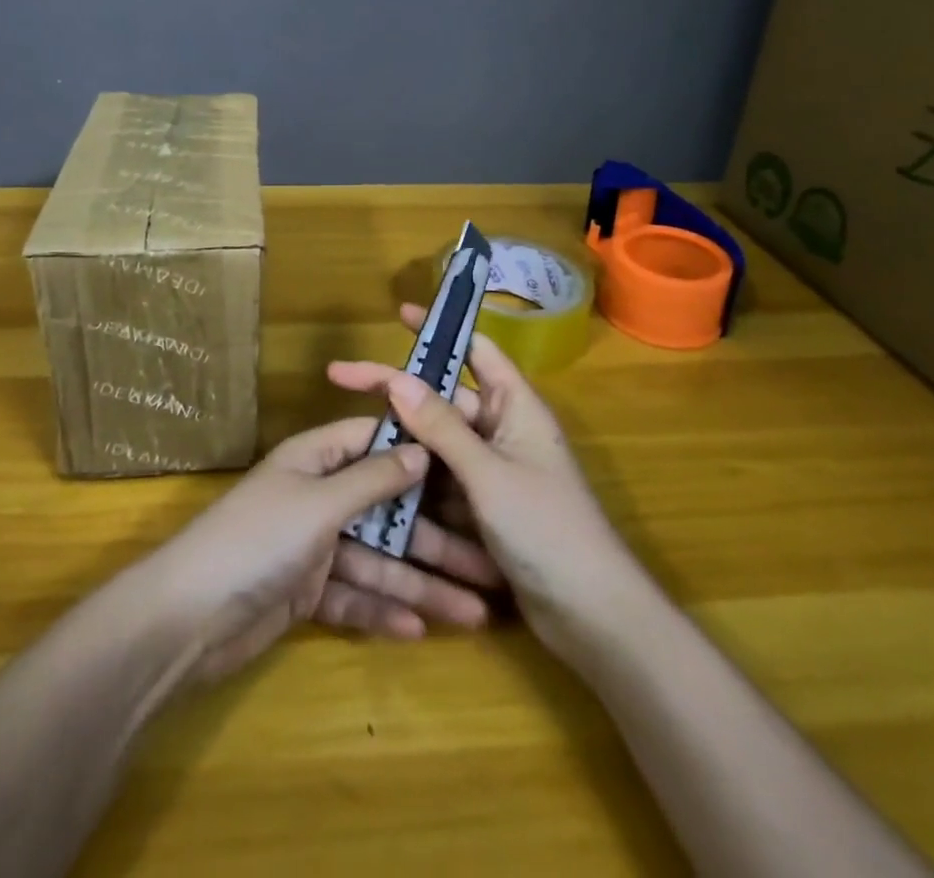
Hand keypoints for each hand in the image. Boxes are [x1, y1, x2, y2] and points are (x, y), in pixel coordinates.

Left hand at [136, 416, 500, 684]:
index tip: (469, 465)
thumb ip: (372, 479)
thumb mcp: (319, 503)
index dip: (417, 451)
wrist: (188, 619)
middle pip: (385, 511)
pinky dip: (382, 611)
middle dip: (433, 539)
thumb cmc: (258, 540)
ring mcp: (311, 546)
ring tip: (474, 613)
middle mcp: (316, 496)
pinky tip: (421, 630)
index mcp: (315, 460)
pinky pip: (354, 597)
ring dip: (420, 585)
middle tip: (488, 566)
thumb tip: (420, 447)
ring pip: (376, 561)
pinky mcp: (305, 592)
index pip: (373, 442)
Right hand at [326, 304, 635, 649]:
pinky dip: (413, 481)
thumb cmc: (548, 530)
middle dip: (397, 392)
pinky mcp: (483, 507)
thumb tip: (397, 379)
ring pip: (436, 443)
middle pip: (442, 398)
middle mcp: (503, 430)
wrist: (592, 617)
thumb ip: (441, 427)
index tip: (398, 315)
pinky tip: (373, 480)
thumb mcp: (488, 475)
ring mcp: (492, 471)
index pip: (475, 349)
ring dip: (401, 441)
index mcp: (516, 406)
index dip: (439, 329)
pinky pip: (441, 482)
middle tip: (341, 378)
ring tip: (348, 433)